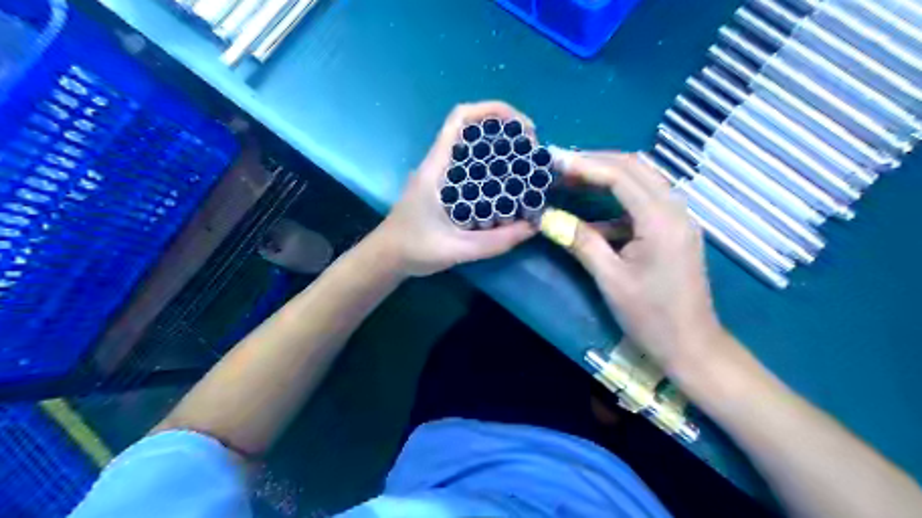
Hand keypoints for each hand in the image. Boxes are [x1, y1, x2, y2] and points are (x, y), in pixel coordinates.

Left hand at [370, 101, 537, 279]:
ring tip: (527, 166)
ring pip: (473, 149)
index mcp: (436, 168)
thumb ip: (494, 242)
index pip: (460, 120)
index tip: (522, 128)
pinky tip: (508, 186)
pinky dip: (493, 169)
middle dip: (505, 132)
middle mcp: (439, 164)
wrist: (387, 257)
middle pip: (472, 130)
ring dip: (500, 150)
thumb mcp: (456, 249)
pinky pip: (472, 169)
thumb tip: (532, 227)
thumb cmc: (413, 249)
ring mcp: (441, 175)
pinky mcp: (445, 188)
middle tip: (532, 152)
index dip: (492, 111)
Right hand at [546, 150, 727, 372]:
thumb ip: (581, 241)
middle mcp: (675, 209)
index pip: (621, 175)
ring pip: (641, 180)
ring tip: (571, 177)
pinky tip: (590, 213)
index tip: (552, 161)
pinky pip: (643, 201)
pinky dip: (616, 200)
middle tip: (559, 165)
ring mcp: (678, 218)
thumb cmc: (651, 317)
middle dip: (595, 161)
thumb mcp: (610, 279)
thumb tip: (547, 217)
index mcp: (661, 220)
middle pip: (635, 167)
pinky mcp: (673, 229)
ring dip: (606, 175)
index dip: (584, 164)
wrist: (691, 346)